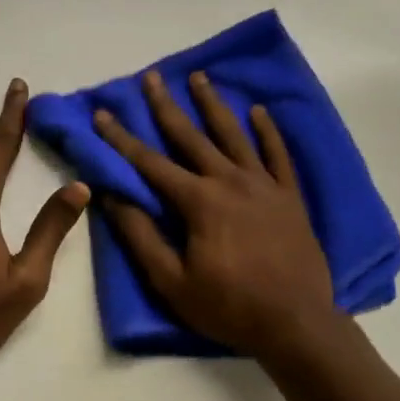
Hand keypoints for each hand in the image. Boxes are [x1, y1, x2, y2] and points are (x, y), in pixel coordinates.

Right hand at [93, 70, 337, 356]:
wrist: (297, 324)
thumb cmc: (229, 307)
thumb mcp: (173, 282)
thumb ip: (141, 237)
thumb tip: (112, 198)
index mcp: (198, 201)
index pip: (150, 162)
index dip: (122, 138)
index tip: (102, 113)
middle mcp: (229, 180)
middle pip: (191, 135)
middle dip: (166, 105)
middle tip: (152, 76)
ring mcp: (263, 184)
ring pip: (234, 134)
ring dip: (214, 104)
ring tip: (200, 77)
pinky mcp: (290, 195)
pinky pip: (278, 154)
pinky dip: (268, 131)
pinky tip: (259, 111)